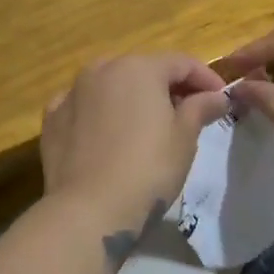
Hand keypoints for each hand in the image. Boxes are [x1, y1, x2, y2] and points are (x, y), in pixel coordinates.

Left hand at [41, 55, 230, 229]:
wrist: (89, 210)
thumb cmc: (148, 169)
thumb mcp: (184, 138)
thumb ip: (200, 108)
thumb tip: (216, 97)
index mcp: (140, 68)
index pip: (182, 63)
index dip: (206, 79)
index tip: (222, 100)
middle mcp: (102, 69)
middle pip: (144, 70)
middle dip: (168, 86)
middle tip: (188, 113)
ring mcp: (72, 92)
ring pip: (111, 84)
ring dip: (132, 97)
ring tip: (147, 124)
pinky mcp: (52, 119)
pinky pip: (83, 105)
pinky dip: (98, 112)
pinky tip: (106, 132)